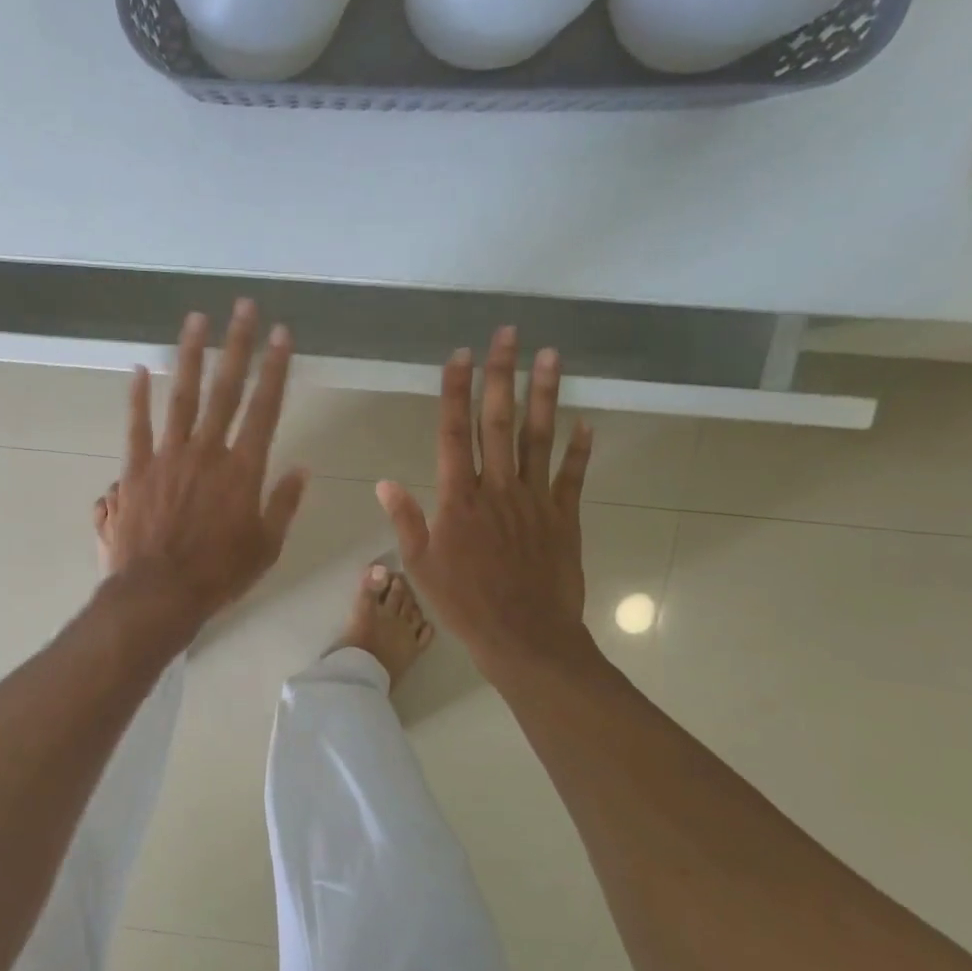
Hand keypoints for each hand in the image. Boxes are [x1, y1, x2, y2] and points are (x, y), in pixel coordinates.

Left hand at [105, 299, 308, 634]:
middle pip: (225, 389)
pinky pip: (137, 426)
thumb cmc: (219, 575)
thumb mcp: (266, 546)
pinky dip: (137, 398)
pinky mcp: (136, 470)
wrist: (160, 593)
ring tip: (196, 319)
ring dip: (190, 356)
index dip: (275, 369)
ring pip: (181, 396)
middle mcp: (207, 452)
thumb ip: (283, 504)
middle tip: (243, 307)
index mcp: (243, 469)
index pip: (265, 408)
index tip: (282, 335)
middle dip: (237, 345)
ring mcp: (168, 457)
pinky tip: (138, 370)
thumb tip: (302, 469)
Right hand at [376, 328, 593, 673]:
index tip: (459, 356)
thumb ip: (407, 521)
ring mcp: (535, 500)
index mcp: (458, 499)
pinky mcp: (564, 518)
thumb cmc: (464, 604)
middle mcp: (497, 488)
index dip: (455, 392)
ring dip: (543, 395)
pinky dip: (579, 449)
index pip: (453, 434)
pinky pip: (572, 477)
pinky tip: (585, 422)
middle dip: (501, 375)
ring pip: (538, 438)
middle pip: (498, 423)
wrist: (524, 636)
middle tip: (508, 334)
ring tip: (550, 356)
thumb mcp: (421, 566)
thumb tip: (385, 483)